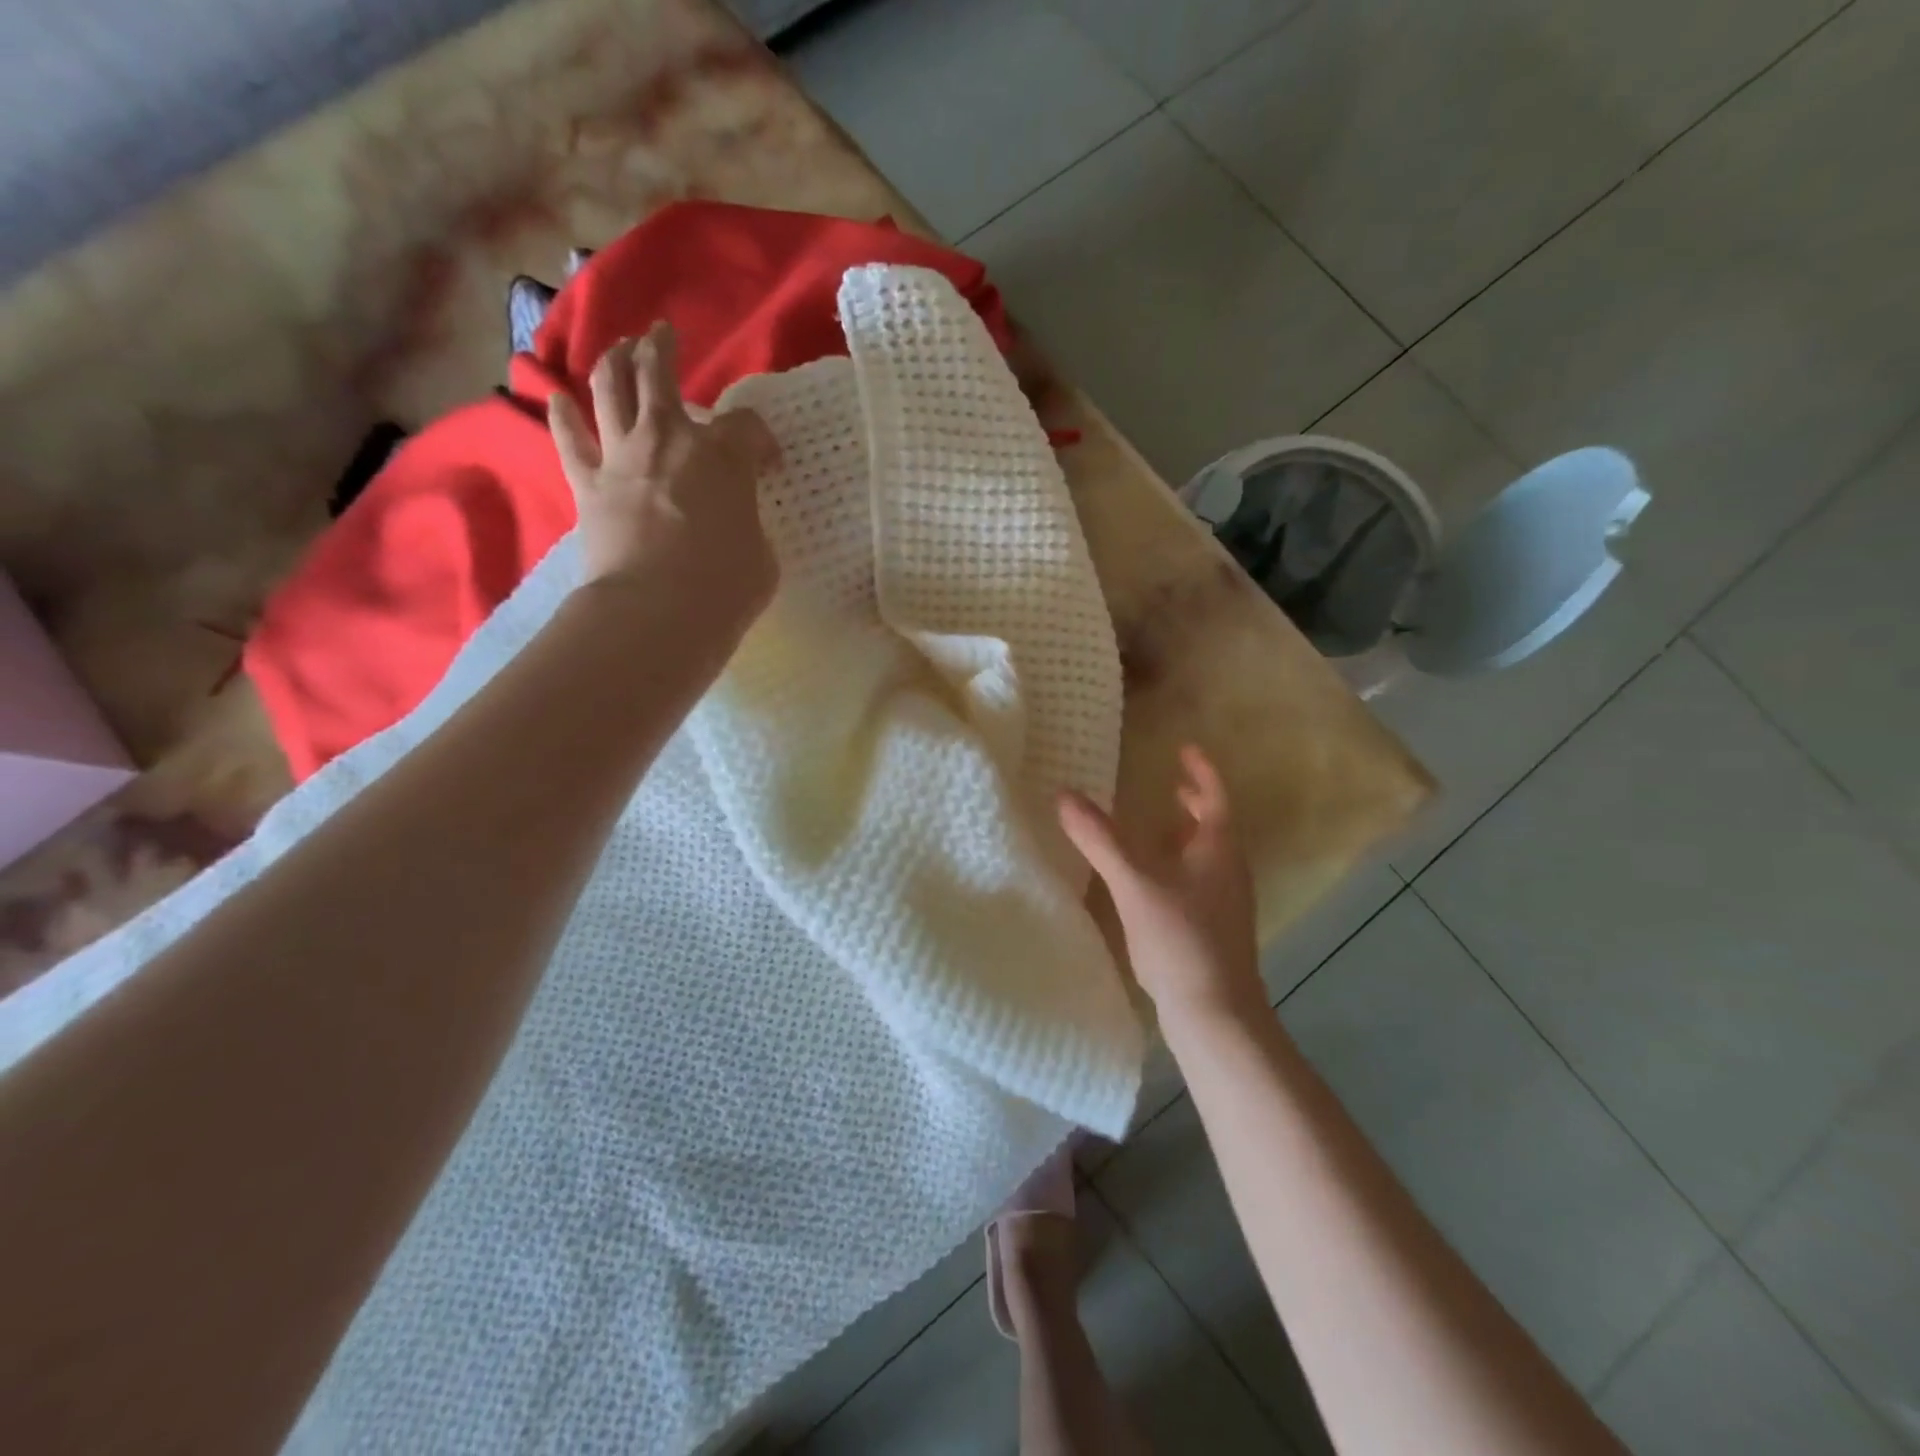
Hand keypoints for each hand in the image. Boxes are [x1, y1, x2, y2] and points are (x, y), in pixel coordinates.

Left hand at [549, 322, 780, 622]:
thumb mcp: (762, 554)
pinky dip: (562, 416)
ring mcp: (623, 457)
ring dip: (614, 361)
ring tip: (618, 347)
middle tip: (662, 335)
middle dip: (663, 350)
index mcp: (724, 455)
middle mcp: (669, 439)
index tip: (767, 462)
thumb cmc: (726, 585)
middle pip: (660, 374)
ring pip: (610, 388)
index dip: (761, 440)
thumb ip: (748, 525)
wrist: (657, 610)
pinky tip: (556, 397)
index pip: (747, 426)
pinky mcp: (588, 485)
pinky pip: (570, 440)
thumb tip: (734, 523)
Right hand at [1058, 746, 1265, 1021]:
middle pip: (1215, 825)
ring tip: (1157, 827)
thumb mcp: (1134, 883)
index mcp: (1218, 849)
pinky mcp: (1212, 929)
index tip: (1185, 749)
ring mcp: (1224, 903)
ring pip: (1206, 855)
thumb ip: (1100, 839)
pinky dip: (1177, 865)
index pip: (1216, 796)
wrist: (1214, 1013)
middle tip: (1171, 785)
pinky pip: (1196, 881)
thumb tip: (1064, 795)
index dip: (1201, 770)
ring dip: (1185, 835)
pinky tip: (1151, 881)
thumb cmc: (1181, 939)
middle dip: (1194, 803)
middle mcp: (1228, 871)